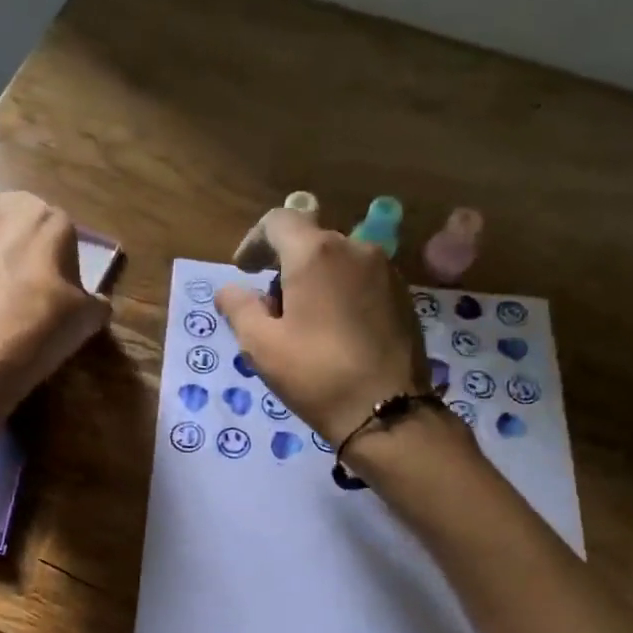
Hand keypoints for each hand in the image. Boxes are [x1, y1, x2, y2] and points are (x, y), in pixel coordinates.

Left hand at [0, 192, 111, 411]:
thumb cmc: (47, 323)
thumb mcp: (88, 317)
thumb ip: (95, 303)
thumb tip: (97, 304)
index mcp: (49, 220)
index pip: (59, 224)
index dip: (58, 251)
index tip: (57, 277)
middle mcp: (6, 211)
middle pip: (11, 210)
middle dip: (14, 230)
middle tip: (21, 267)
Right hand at [214, 209, 431, 443]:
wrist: (387, 411)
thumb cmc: (316, 375)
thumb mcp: (261, 345)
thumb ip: (239, 308)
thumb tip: (229, 290)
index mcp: (316, 253)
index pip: (277, 221)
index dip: (253, 242)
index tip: (243, 271)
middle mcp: (355, 248)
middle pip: (309, 240)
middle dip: (283, 266)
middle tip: (270, 309)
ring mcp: (386, 270)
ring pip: (337, 260)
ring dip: (313, 280)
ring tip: (303, 324)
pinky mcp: (403, 295)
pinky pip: (361, 280)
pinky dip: (340, 292)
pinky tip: (334, 331)